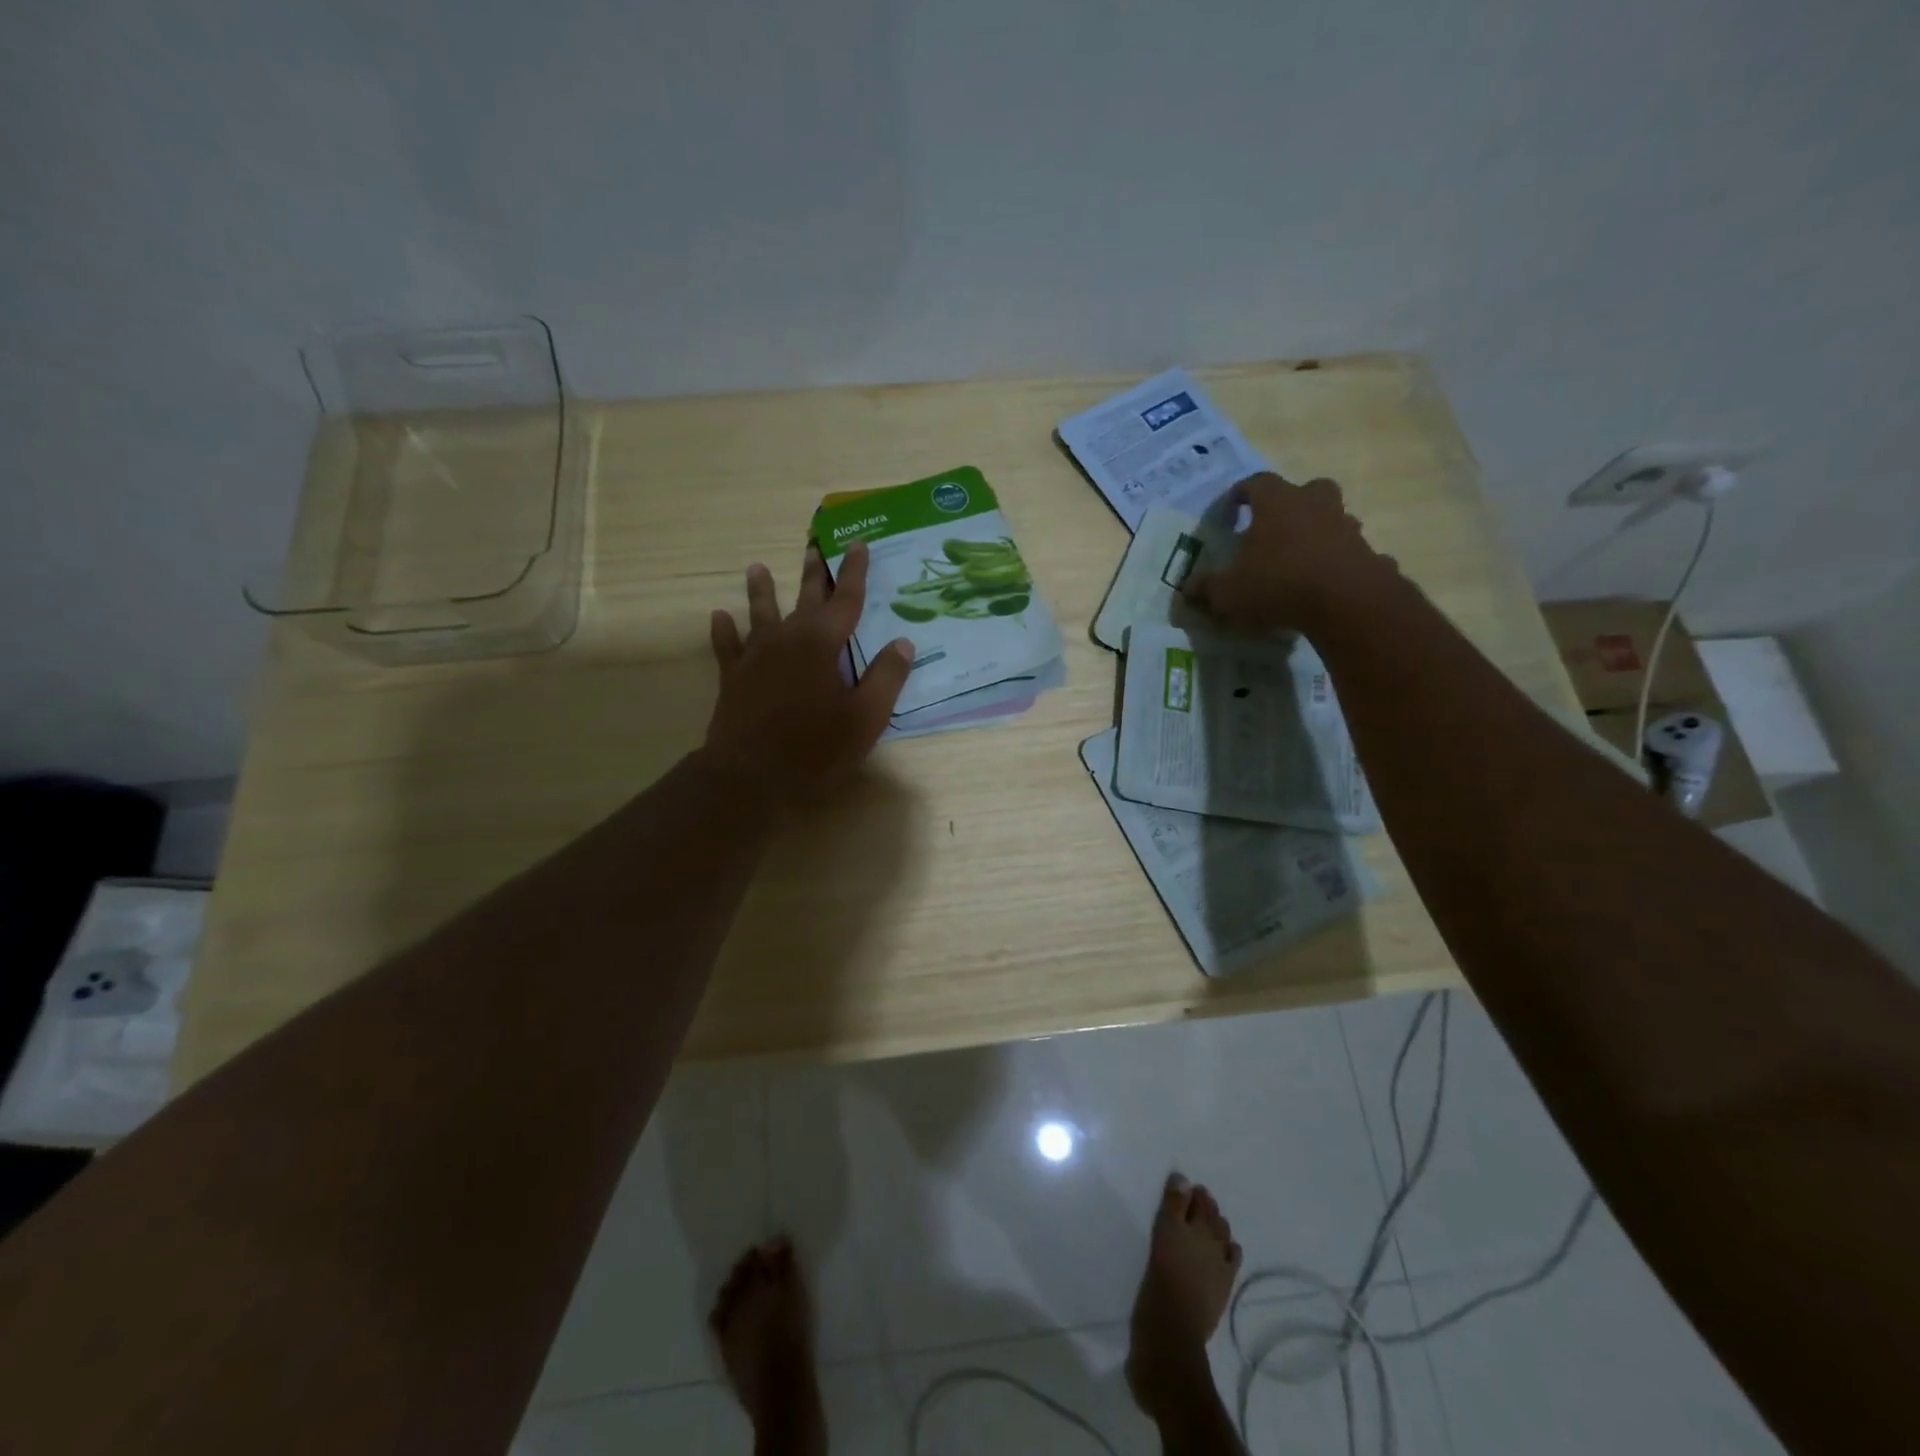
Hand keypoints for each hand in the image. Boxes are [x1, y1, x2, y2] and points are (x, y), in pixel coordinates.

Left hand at [702, 540, 913, 807]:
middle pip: (804, 598)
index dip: (854, 572)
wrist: (751, 776)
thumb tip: (903, 643)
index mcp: (823, 644)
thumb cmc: (816, 748)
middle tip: (814, 546)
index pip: (846, 600)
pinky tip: (719, 616)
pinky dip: (724, 631)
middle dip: (813, 573)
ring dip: (761, 591)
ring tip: (756, 568)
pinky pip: (727, 646)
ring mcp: (756, 656)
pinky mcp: (733, 677)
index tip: (858, 545)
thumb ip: (886, 677)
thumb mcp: (866, 717)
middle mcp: (788, 639)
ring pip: (760, 613)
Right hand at [1182, 473, 1399, 634]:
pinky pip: (1351, 553)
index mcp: (1277, 503)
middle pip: (1307, 490)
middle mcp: (1315, 505)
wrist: (1346, 602)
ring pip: (1333, 518)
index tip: (1231, 509)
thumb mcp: (1229, 592)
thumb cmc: (1278, 584)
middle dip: (1292, 504)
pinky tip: (1329, 584)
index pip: (1256, 483)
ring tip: (1300, 560)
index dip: (1241, 494)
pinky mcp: (1368, 553)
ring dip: (1319, 532)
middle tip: (1275, 527)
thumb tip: (1187, 587)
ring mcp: (1347, 527)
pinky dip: (1340, 563)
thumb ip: (1207, 588)